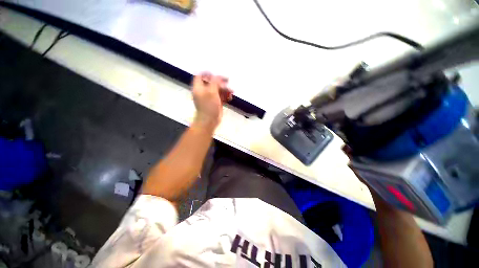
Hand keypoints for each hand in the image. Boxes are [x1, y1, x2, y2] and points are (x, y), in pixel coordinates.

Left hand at [192, 72, 232, 127]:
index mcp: (199, 88)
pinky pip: (220, 97)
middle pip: (211, 83)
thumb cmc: (209, 106)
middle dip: (220, 82)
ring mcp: (210, 98)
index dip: (208, 74)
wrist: (209, 121)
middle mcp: (203, 92)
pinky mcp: (215, 103)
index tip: (217, 74)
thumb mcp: (211, 91)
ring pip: (217, 90)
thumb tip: (218, 77)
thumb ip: (215, 82)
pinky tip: (230, 97)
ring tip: (231, 91)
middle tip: (228, 81)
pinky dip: (225, 96)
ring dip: (225, 89)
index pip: (200, 76)